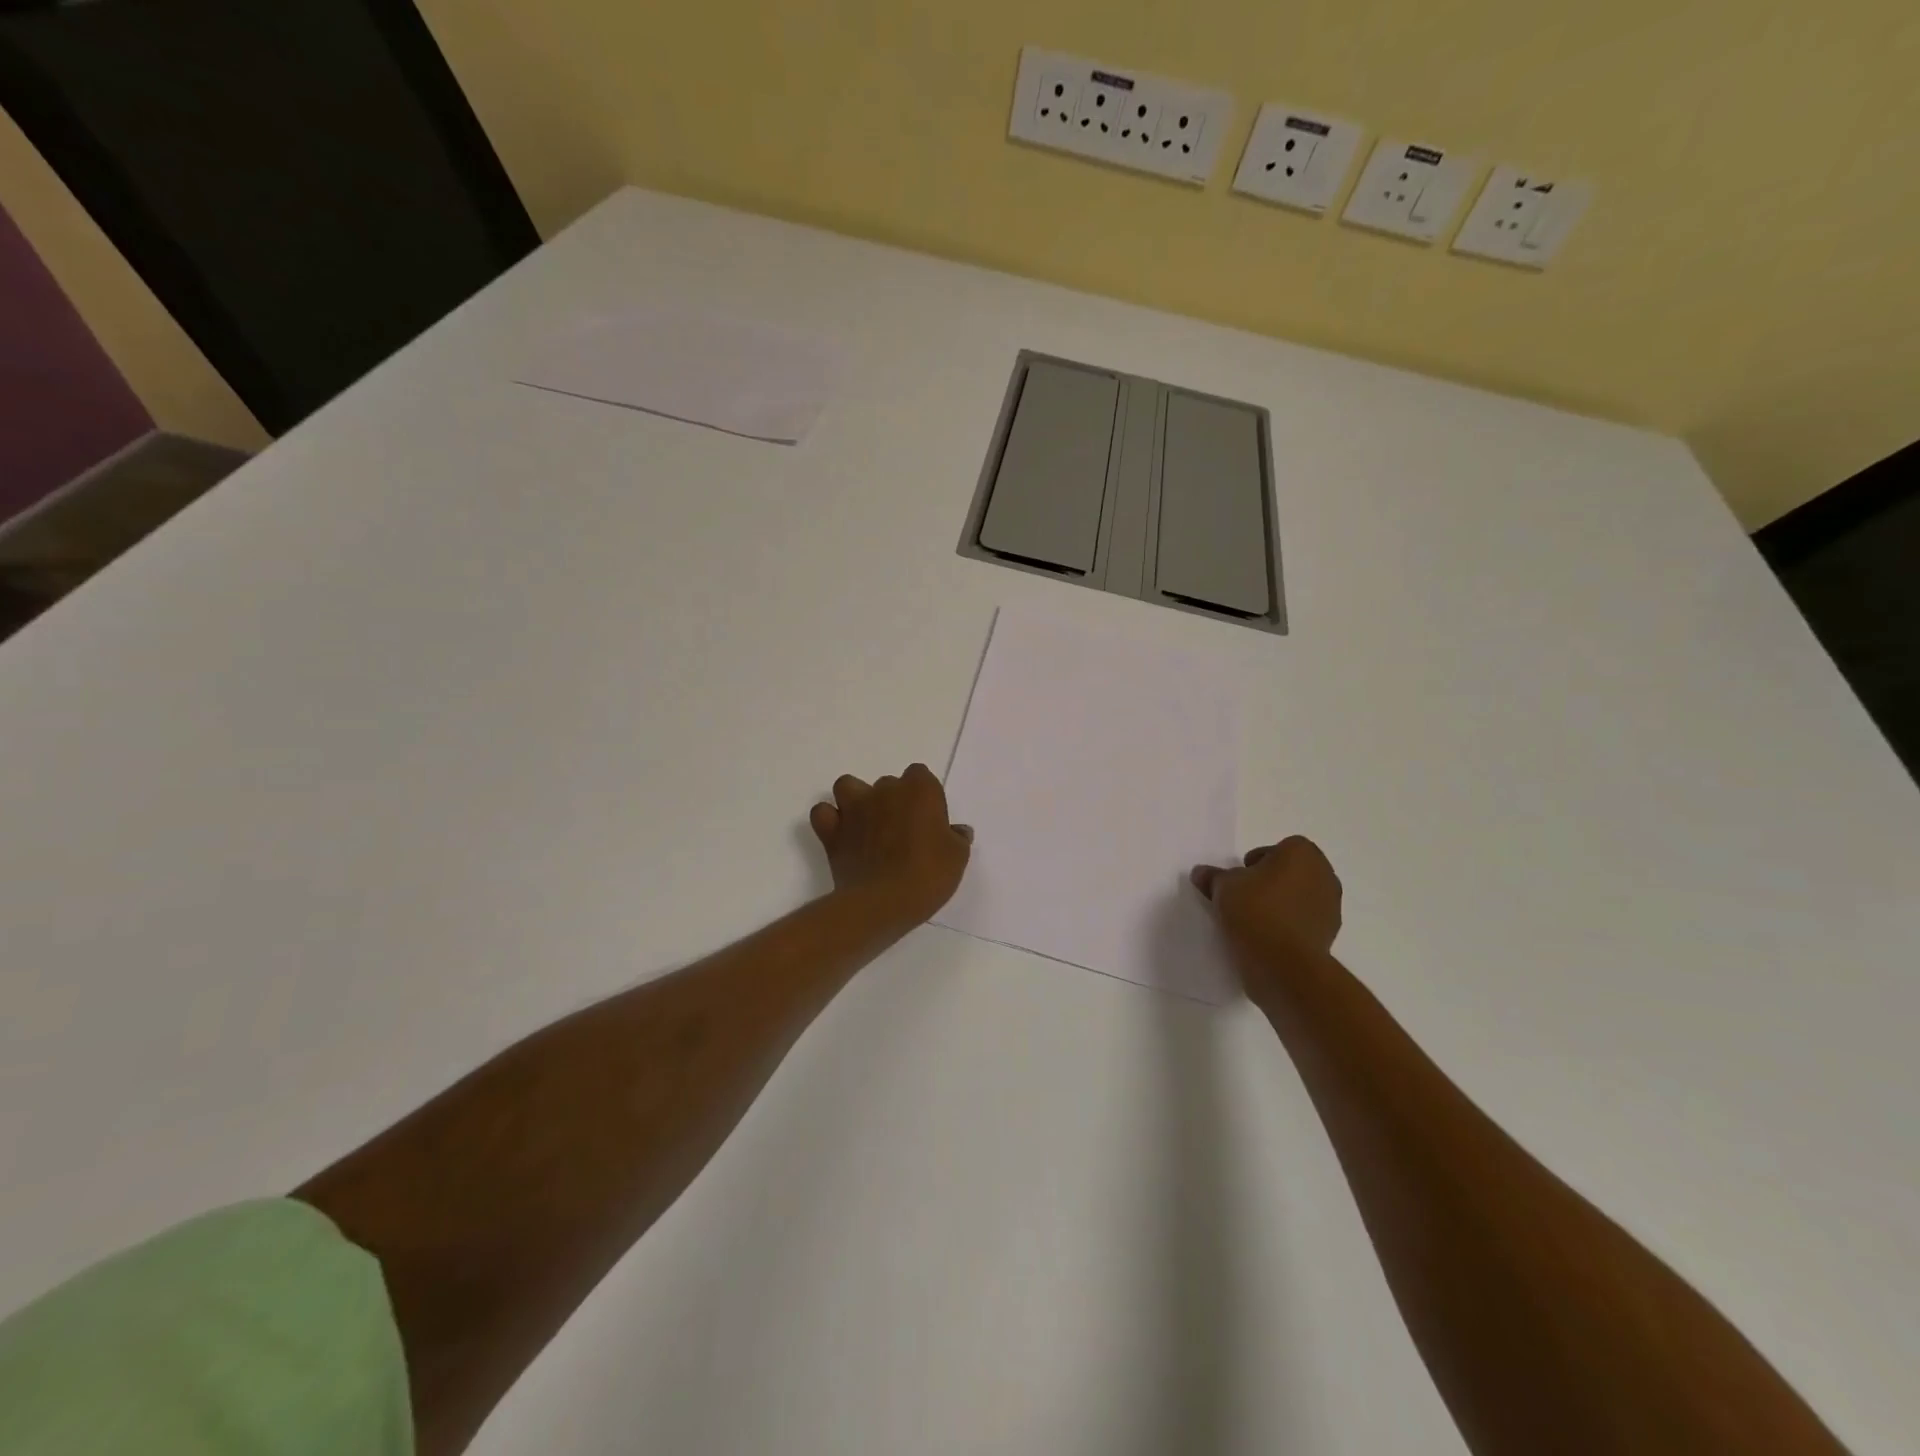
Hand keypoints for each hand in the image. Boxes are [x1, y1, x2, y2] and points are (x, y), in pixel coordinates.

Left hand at [809, 764, 971, 929]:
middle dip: (893, 802)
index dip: (924, 796)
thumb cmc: (928, 875)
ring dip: (856, 799)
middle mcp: (884, 790)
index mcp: (919, 790)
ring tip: (867, 824)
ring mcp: (854, 808)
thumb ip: (957, 838)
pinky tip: (841, 834)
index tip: (928, 821)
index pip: (921, 776)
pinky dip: (829, 819)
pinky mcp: (831, 830)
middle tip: (902, 833)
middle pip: (888, 784)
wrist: (883, 902)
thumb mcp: (957, 858)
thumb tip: (957, 830)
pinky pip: (823, 813)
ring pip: (849, 786)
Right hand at [1190, 835, 1342, 960]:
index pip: (1278, 848)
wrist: (1283, 963)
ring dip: (1282, 903)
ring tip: (1255, 919)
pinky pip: (1305, 920)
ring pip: (1300, 896)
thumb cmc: (1255, 910)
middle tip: (1246, 895)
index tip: (1241, 877)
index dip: (1258, 860)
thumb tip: (1201, 873)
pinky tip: (1268, 937)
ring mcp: (1331, 906)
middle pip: (1292, 871)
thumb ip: (1213, 876)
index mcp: (1302, 854)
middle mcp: (1323, 874)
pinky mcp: (1330, 934)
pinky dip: (1290, 924)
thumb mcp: (1222, 887)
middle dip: (1272, 880)